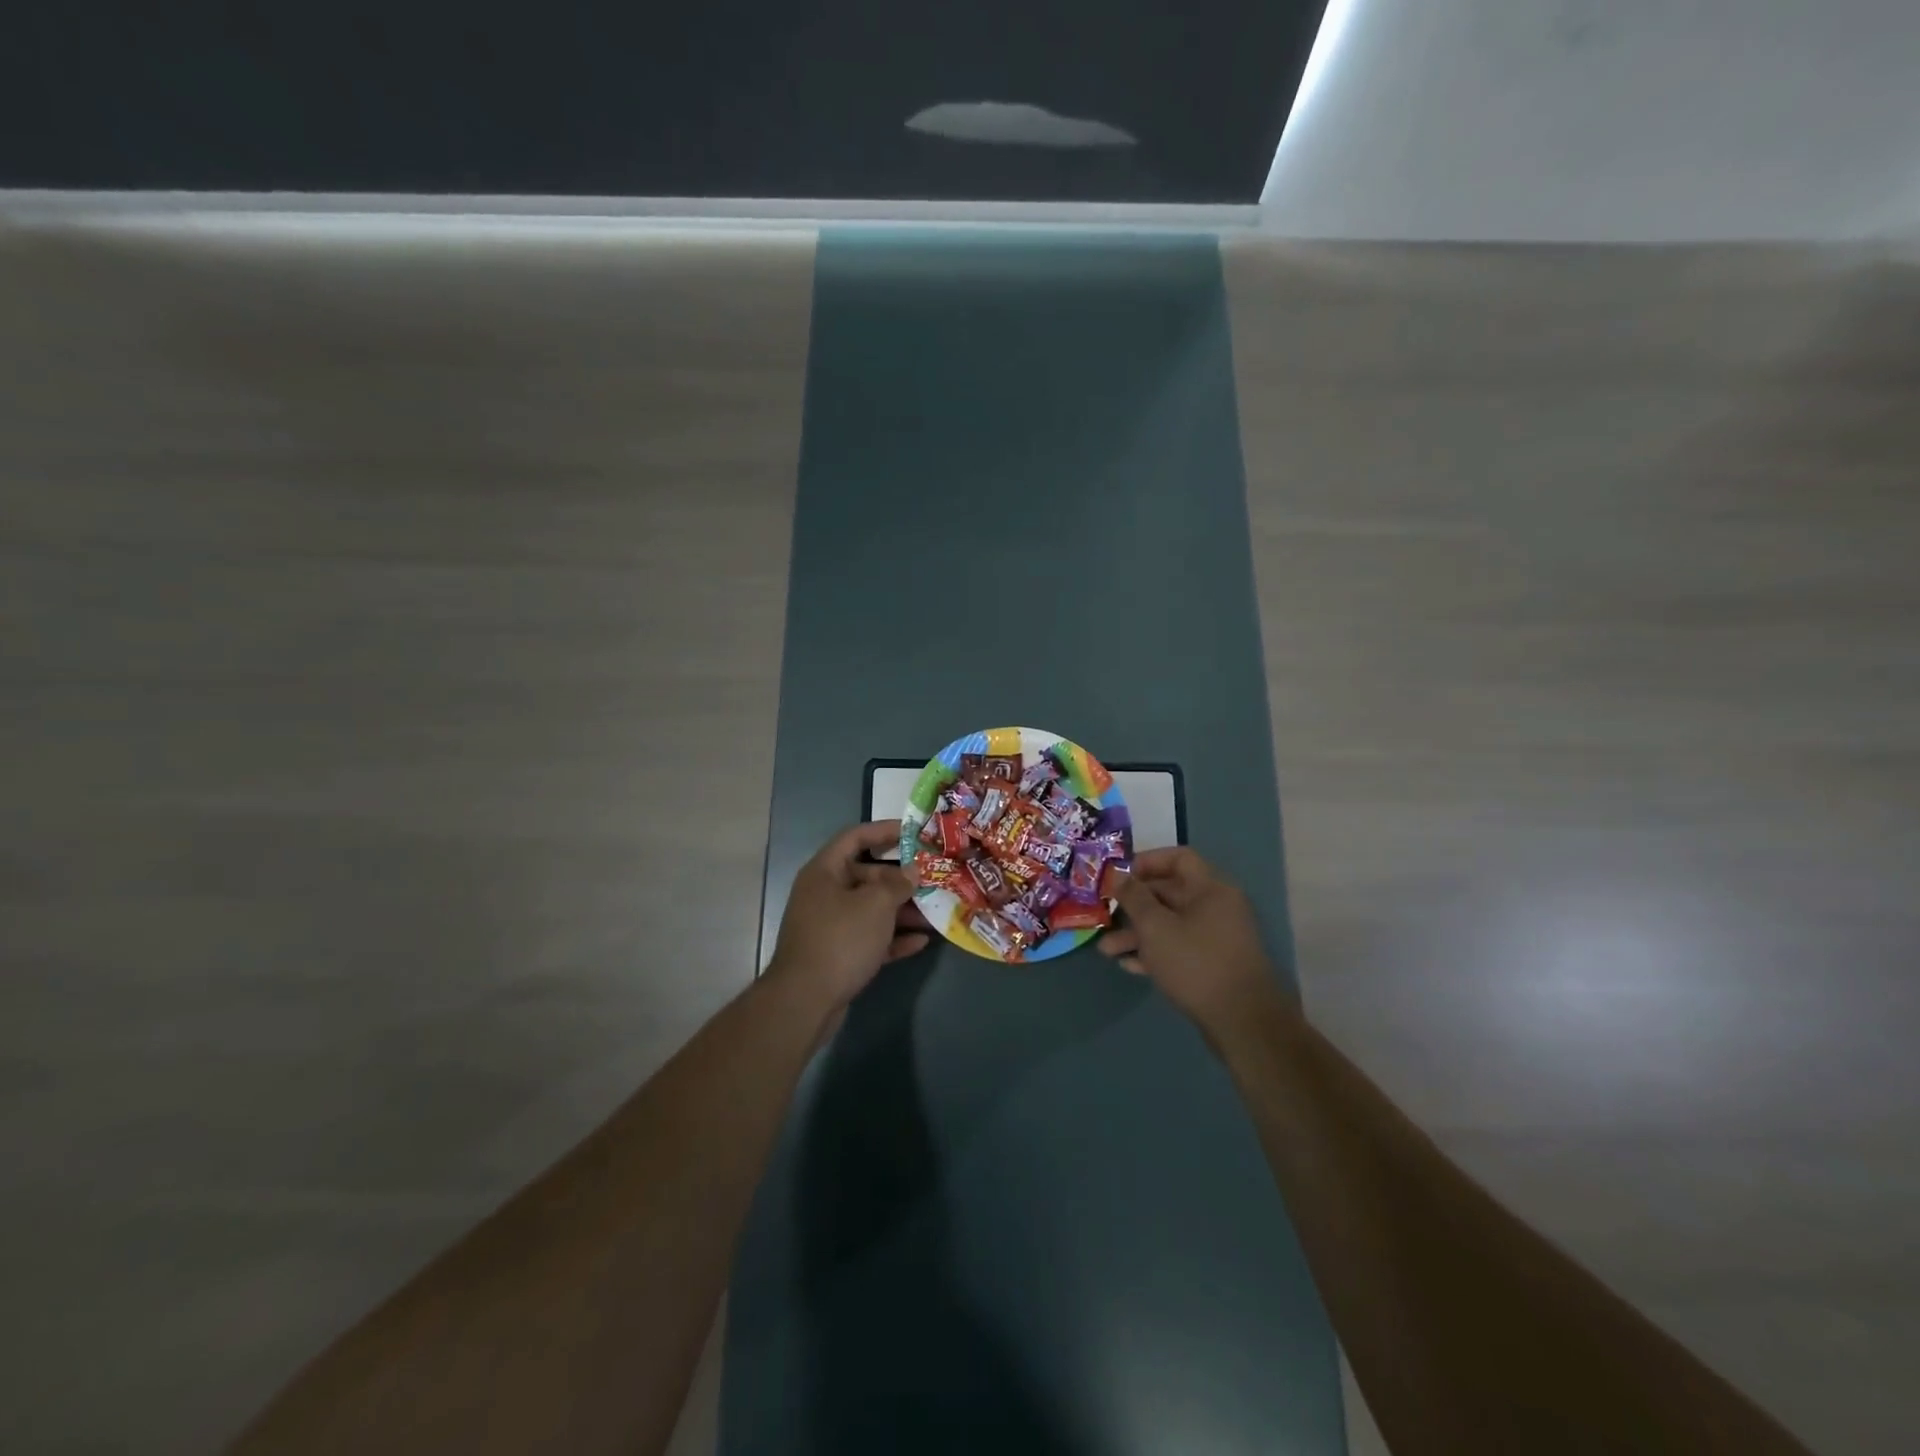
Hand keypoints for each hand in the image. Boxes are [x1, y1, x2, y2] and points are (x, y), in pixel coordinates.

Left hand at [768, 821, 930, 1010]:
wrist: (805, 1001)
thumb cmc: (840, 939)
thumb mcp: (875, 905)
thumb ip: (897, 884)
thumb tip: (912, 871)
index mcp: (825, 871)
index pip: (855, 837)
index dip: (884, 831)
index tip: (914, 833)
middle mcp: (825, 894)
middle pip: (867, 875)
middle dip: (901, 879)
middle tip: (933, 879)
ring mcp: (830, 926)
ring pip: (871, 909)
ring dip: (902, 911)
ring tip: (935, 912)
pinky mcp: (838, 955)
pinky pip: (870, 938)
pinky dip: (893, 938)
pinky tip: (921, 942)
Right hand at [1097, 847, 1294, 1039]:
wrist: (1243, 1023)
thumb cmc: (1196, 963)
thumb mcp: (1156, 927)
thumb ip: (1134, 897)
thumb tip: (1118, 875)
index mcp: (1210, 888)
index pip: (1178, 858)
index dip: (1146, 862)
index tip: (1118, 876)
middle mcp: (1217, 907)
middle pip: (1169, 893)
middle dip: (1133, 905)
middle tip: (1104, 914)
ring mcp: (1216, 937)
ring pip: (1170, 924)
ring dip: (1137, 934)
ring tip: (1106, 950)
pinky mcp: (1213, 964)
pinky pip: (1179, 947)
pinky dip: (1154, 952)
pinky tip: (1128, 966)